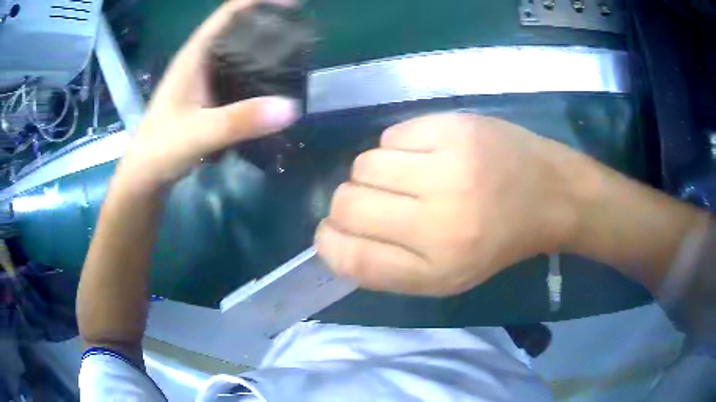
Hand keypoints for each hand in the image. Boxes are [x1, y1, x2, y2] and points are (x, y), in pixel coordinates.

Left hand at [119, 0, 298, 188]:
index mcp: (195, 55)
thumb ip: (239, 120)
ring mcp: (205, 78)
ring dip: (264, 48)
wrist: (146, 175)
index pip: (229, 12)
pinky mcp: (209, 95)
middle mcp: (201, 60)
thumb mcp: (198, 133)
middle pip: (238, 27)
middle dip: (268, 22)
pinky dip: (258, 72)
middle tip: (300, 33)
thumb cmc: (161, 148)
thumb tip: (290, 107)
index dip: (260, 1)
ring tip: (295, 54)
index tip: (294, 5)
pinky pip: (238, 73)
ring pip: (239, 50)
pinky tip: (274, 84)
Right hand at [315, 114, 584, 295]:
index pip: (352, 257)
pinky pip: (391, 136)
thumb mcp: (445, 276)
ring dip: (375, 173)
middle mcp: (439, 221)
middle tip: (377, 201)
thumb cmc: (497, 242)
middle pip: (348, 203)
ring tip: (408, 176)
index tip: (331, 233)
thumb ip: (388, 266)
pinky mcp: (453, 127)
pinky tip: (427, 154)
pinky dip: (398, 147)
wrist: (548, 193)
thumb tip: (337, 238)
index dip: (329, 243)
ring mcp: (447, 167)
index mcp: (436, 268)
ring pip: (364, 164)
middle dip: (349, 203)